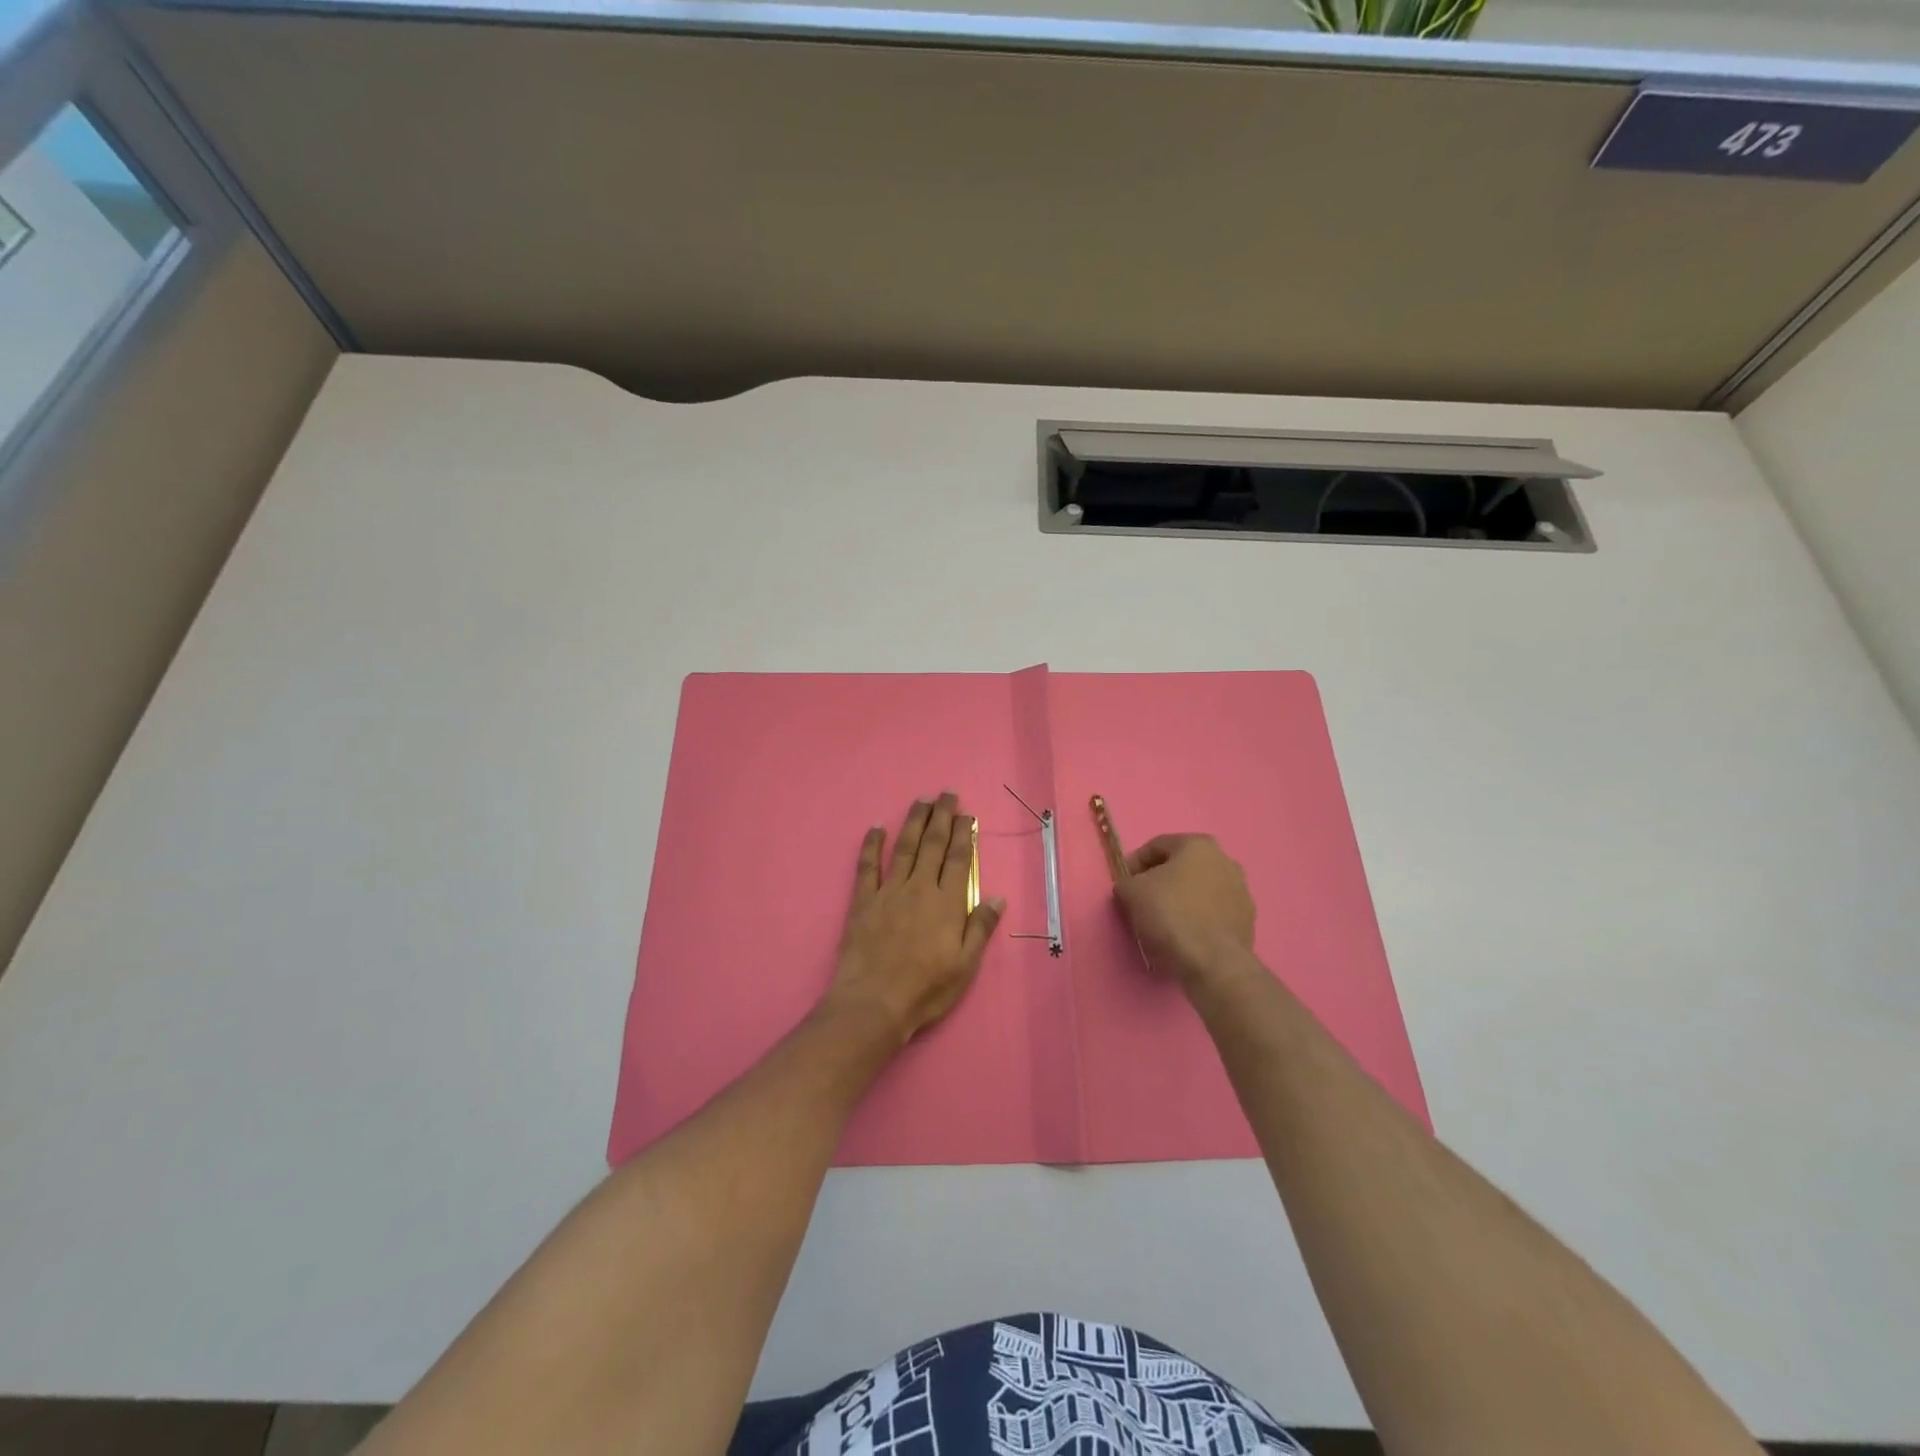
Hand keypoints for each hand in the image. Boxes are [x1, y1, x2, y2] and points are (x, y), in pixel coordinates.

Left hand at [824, 792, 1004, 1046]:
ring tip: (921, 801)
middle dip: (942, 816)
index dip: (964, 834)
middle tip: (947, 793)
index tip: (967, 814)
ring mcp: (889, 891)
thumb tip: (997, 896)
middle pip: (933, 844)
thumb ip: (980, 928)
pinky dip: (872, 844)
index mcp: (948, 903)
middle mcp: (920, 888)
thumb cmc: (926, 989)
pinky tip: (876, 827)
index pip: (959, 859)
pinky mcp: (863, 901)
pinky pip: (868, 866)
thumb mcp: (966, 965)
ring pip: (904, 847)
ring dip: (914, 821)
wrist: (874, 1002)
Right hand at [1115, 834, 1257, 993]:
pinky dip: (1198, 918)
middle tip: (1142, 900)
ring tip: (1163, 921)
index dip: (1135, 863)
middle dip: (1161, 880)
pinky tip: (1184, 935)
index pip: (1157, 846)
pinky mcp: (1247, 920)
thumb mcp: (1132, 892)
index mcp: (1198, 845)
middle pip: (1182, 867)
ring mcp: (1241, 891)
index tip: (1124, 883)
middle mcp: (1225, 861)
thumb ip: (1127, 882)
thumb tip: (1131, 887)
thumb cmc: (1171, 914)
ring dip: (1181, 899)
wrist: (1213, 962)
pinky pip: (1214, 912)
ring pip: (1200, 890)